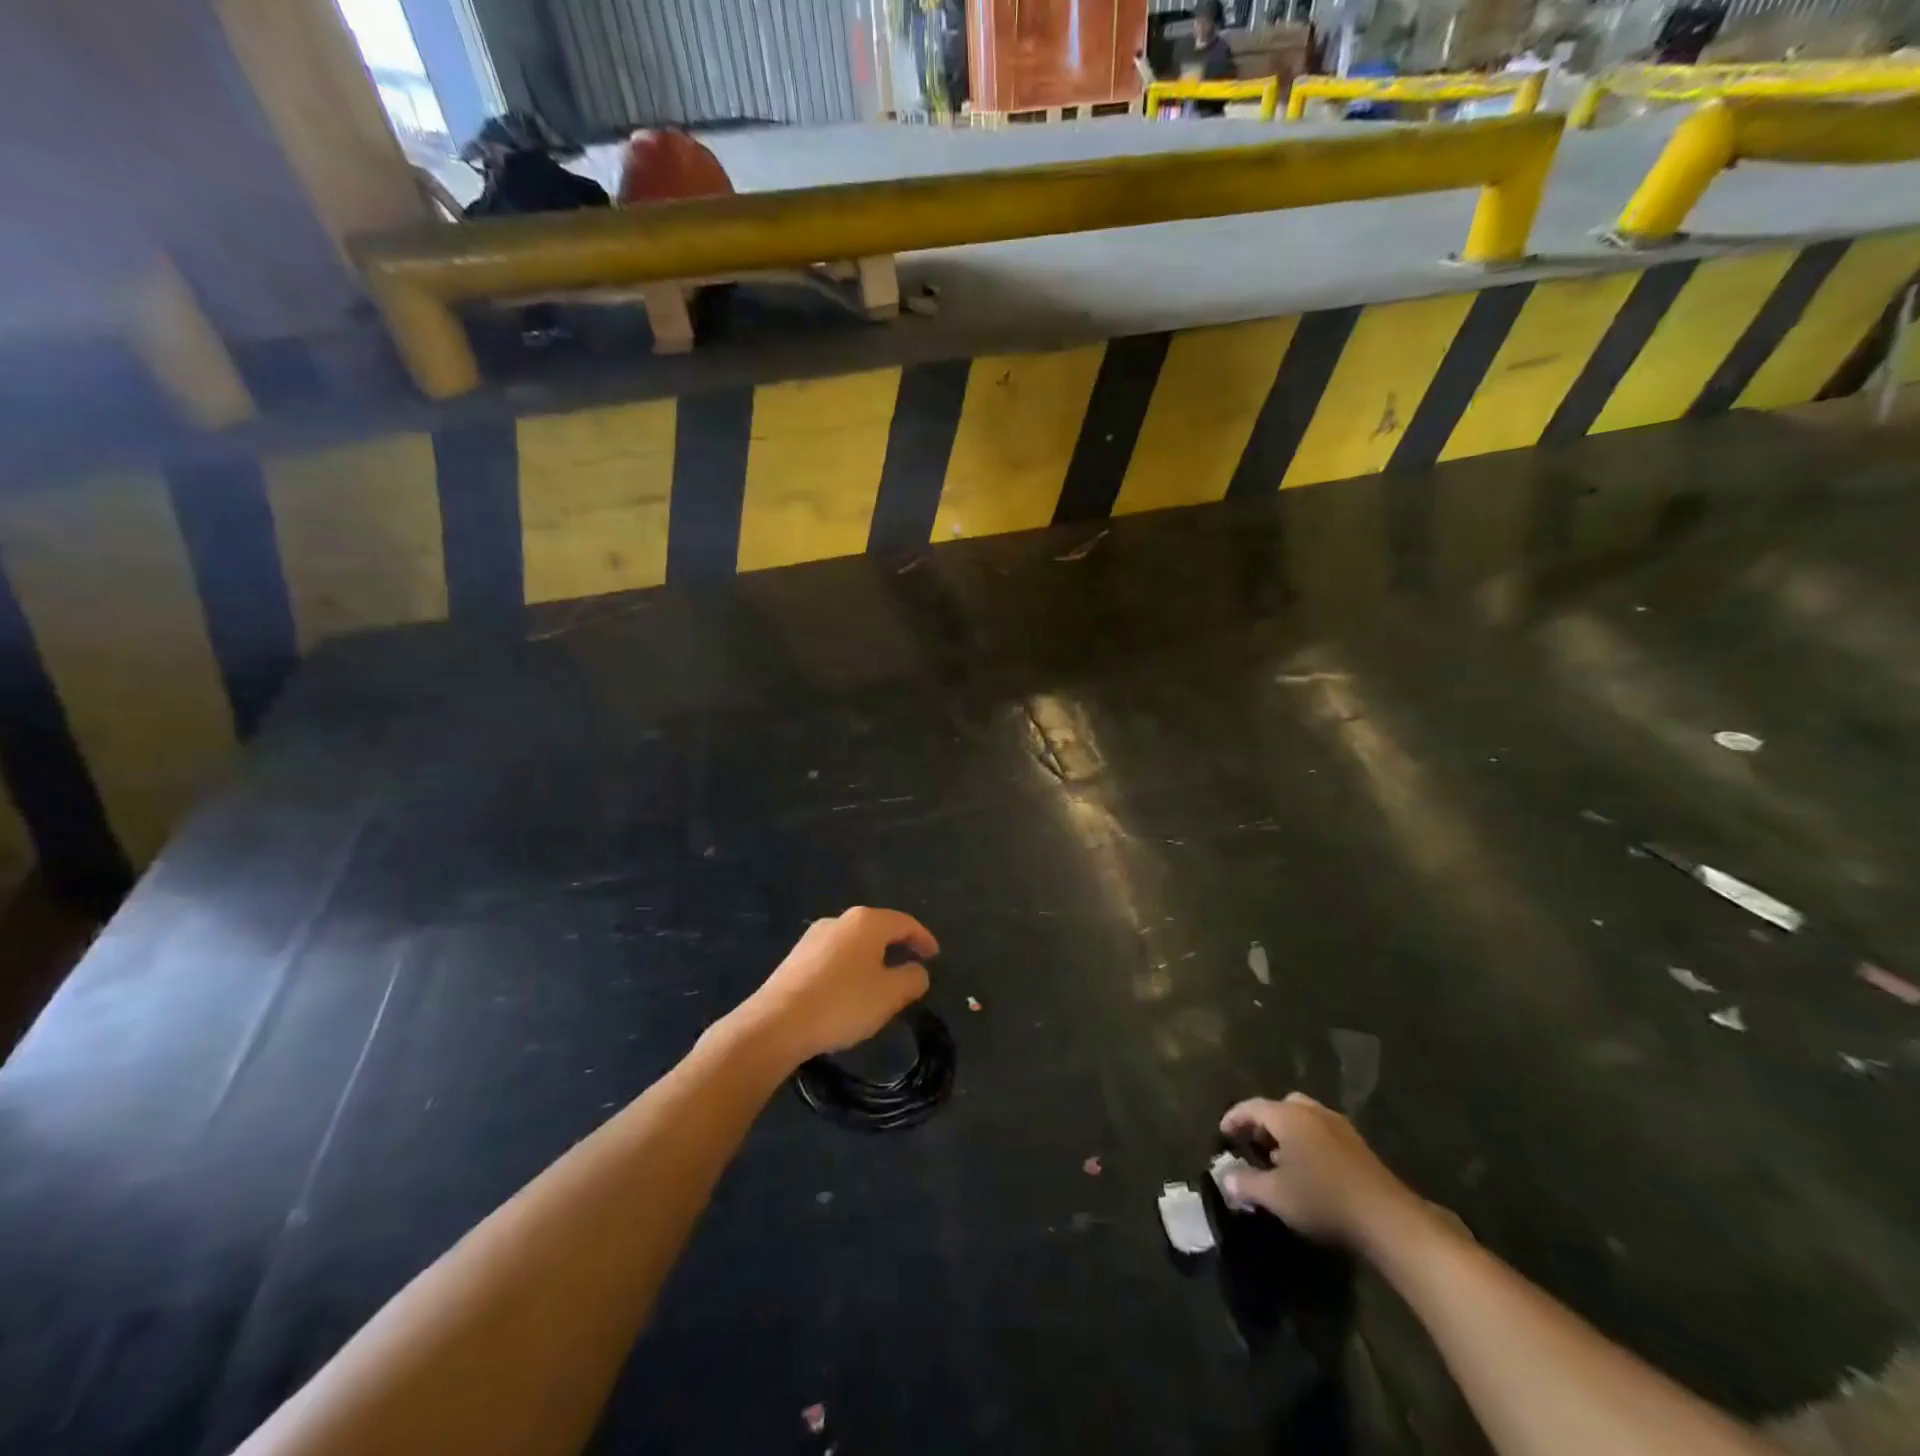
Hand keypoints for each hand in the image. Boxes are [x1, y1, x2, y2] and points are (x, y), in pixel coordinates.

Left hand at [740, 907, 937, 1066]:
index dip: (924, 938)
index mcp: (866, 922)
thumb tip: (917, 971)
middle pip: (878, 929)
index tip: (935, 956)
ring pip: (854, 944)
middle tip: (912, 967)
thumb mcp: (890, 995)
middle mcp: (839, 920)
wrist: (776, 1023)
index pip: (905, 923)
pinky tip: (849, 993)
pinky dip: (850, 969)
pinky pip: (834, 957)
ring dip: (872, 959)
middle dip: (897, 947)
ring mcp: (814, 937)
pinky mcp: (796, 958)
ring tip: (882, 984)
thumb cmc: (842, 1004)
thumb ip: (912, 979)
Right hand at [1219, 1092, 1419, 1251]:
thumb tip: (1224, 1177)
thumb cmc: (1322, 1199)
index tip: (1222, 1134)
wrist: (1386, 1218)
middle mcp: (1312, 1111)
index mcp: (1288, 1116)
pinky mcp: (1357, 1144)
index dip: (1233, 1118)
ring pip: (1303, 1118)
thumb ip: (1245, 1183)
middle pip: (1280, 1107)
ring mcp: (1338, 1125)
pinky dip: (1307, 1141)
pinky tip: (1309, 1169)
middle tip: (1253, 1145)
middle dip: (1263, 1122)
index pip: (1251, 1107)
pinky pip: (1322, 1131)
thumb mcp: (1275, 1196)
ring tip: (1280, 1160)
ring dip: (1287, 1132)